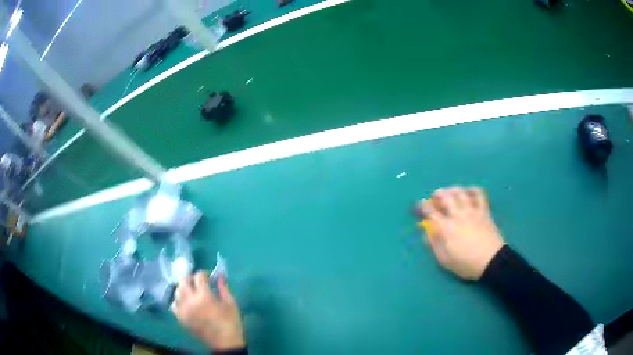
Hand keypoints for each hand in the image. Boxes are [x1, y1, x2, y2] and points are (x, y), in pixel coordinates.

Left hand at [171, 271, 244, 350]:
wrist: (224, 344)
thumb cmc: (231, 323)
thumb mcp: (231, 304)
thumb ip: (223, 288)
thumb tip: (220, 275)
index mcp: (204, 296)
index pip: (198, 276)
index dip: (204, 274)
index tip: (209, 277)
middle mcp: (190, 301)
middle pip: (183, 281)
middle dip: (191, 278)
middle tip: (199, 283)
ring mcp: (183, 310)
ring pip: (177, 291)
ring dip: (184, 288)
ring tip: (192, 292)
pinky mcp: (181, 318)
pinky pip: (174, 304)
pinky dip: (178, 301)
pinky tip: (186, 303)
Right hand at [417, 187, 504, 280]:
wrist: (491, 261)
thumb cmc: (466, 264)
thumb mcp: (445, 260)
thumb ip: (434, 245)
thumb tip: (425, 233)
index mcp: (447, 228)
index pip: (431, 212)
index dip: (423, 206)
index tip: (420, 205)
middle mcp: (458, 215)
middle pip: (446, 197)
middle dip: (438, 194)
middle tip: (436, 197)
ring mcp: (472, 211)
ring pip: (461, 192)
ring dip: (453, 190)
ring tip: (450, 192)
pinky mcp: (484, 211)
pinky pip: (479, 194)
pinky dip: (473, 190)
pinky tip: (469, 192)